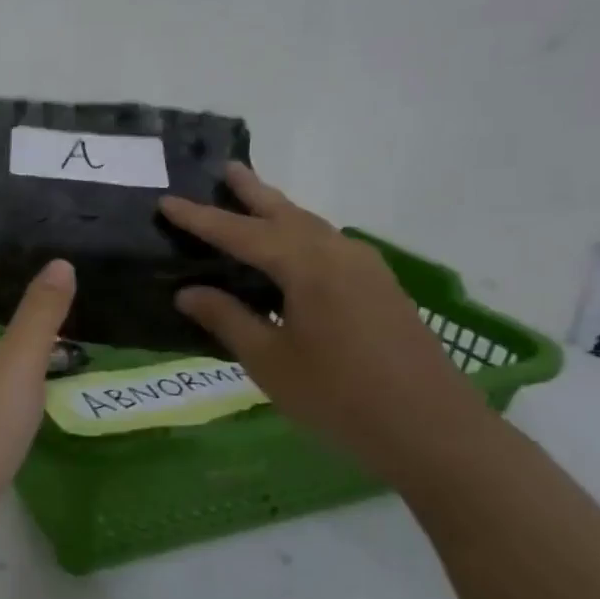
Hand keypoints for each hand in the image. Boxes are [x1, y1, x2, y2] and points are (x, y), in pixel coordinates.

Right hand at [160, 164, 491, 469]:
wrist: (433, 429)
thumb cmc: (339, 396)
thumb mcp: (270, 360)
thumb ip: (227, 319)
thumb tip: (187, 292)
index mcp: (307, 266)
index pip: (241, 233)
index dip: (200, 218)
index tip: (166, 201)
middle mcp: (338, 254)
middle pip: (285, 213)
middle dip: (252, 192)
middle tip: (225, 168)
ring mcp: (366, 268)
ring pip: (312, 226)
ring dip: (279, 211)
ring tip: (253, 200)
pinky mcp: (380, 287)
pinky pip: (329, 245)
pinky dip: (301, 235)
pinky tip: (292, 250)